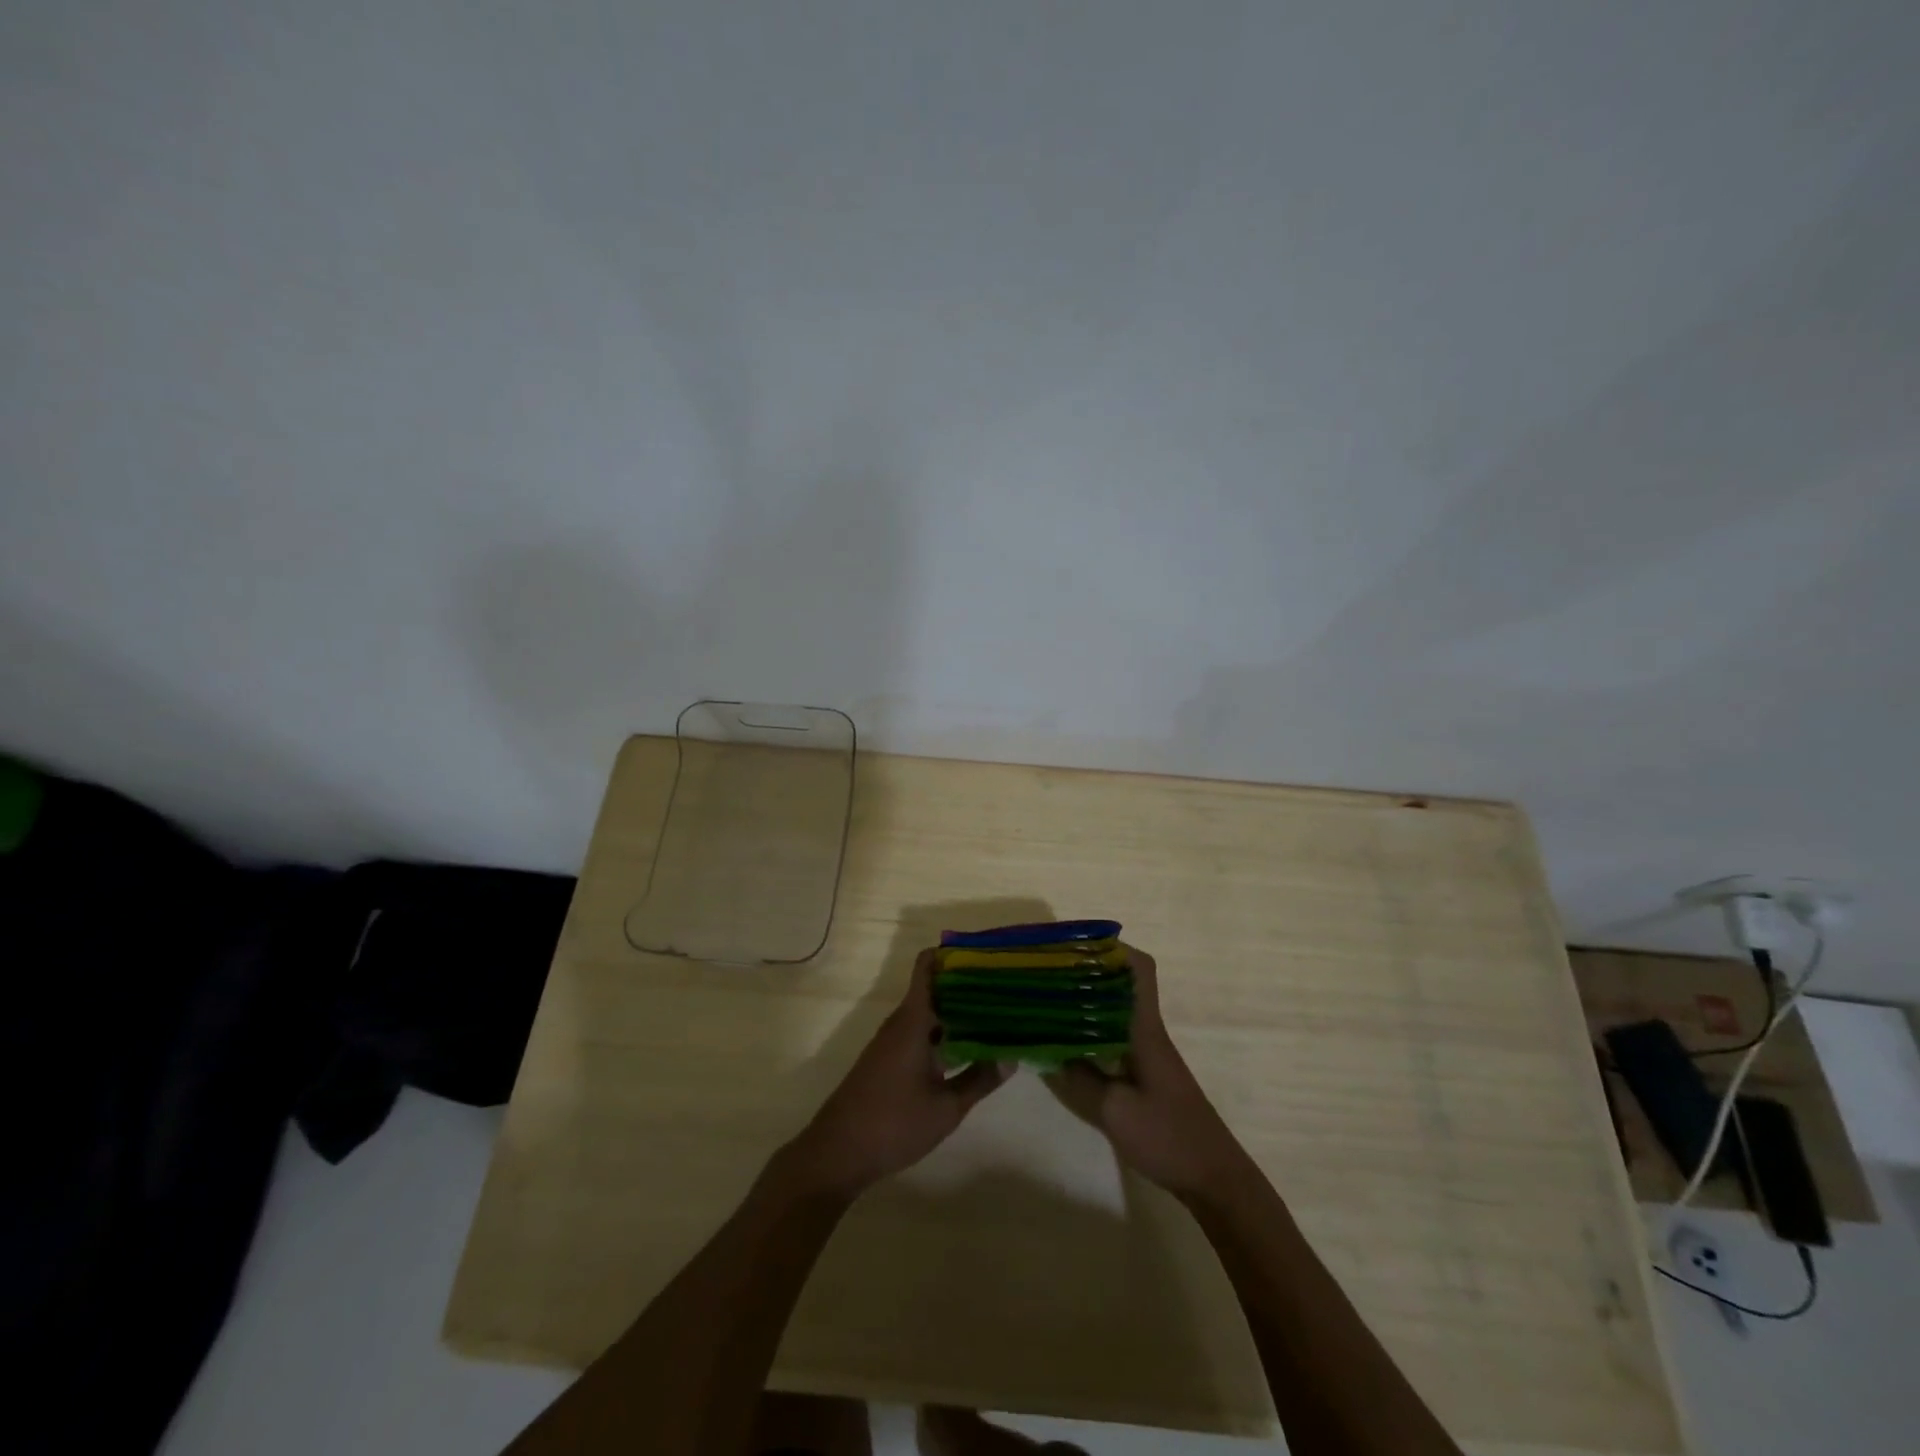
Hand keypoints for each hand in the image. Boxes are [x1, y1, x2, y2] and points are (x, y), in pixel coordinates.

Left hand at [783, 949, 1009, 1198]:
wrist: (838, 1153)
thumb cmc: (893, 1124)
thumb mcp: (946, 1107)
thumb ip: (979, 1080)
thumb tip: (1012, 1056)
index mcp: (912, 1020)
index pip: (927, 967)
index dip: (952, 954)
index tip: (984, 953)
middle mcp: (900, 1022)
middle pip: (933, 988)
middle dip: (965, 985)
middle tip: (1004, 986)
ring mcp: (892, 1041)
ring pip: (928, 1012)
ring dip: (956, 1010)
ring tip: (995, 1013)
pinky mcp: (888, 1059)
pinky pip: (920, 1031)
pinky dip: (943, 1031)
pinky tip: (967, 1046)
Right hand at [1046, 949, 1250, 1199]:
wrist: (1213, 1178)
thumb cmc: (1169, 1138)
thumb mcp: (1115, 1112)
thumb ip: (1079, 1079)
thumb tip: (1045, 1052)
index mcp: (1145, 1030)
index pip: (1140, 970)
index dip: (1113, 948)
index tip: (1076, 945)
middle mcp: (1148, 1032)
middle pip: (1123, 983)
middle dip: (1088, 971)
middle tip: (1049, 971)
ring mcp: (1148, 1053)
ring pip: (1117, 1009)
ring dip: (1088, 999)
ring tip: (1049, 999)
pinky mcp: (1146, 1073)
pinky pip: (1116, 1034)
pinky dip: (1092, 1028)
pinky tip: (1069, 1042)